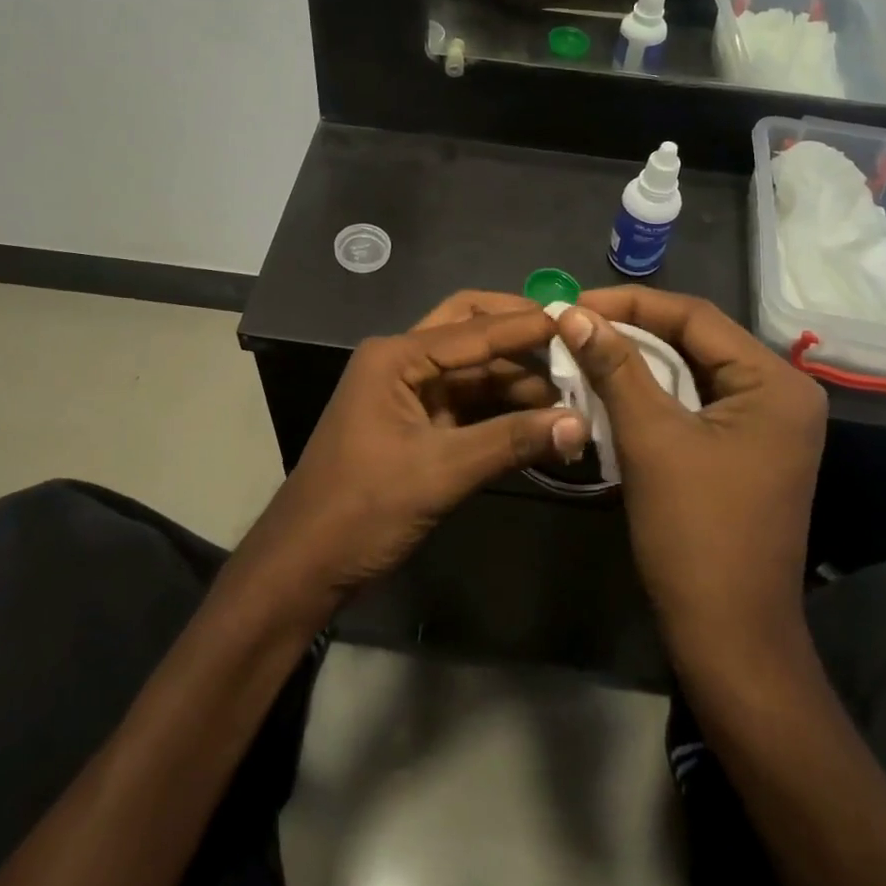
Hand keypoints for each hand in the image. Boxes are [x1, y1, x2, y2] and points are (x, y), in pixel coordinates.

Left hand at [237, 294, 587, 607]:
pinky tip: (542, 419)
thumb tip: (580, 424)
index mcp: (396, 356)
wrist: (306, 564)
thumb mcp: (439, 472)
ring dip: (517, 378)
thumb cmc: (362, 508)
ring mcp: (408, 393)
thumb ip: (510, 442)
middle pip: (470, 331)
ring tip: (575, 389)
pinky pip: (467, 402)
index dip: (528, 326)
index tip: (580, 321)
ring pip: (473, 370)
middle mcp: (402, 362)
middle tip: (575, 342)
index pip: (474, 329)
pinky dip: (502, 409)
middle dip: (519, 336)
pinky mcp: (417, 424)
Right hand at [555, 288, 826, 652]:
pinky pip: (694, 401)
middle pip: (695, 340)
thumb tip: (570, 312)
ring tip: (582, 349)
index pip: (694, 316)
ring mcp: (765, 423)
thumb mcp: (650, 438)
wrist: (729, 636)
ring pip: (691, 370)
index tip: (571, 303)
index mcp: (774, 382)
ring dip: (637, 360)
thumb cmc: (695, 532)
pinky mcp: (745, 448)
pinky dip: (651, 392)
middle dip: (631, 330)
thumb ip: (614, 366)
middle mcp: (780, 392)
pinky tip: (610, 387)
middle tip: (571, 324)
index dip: (628, 304)